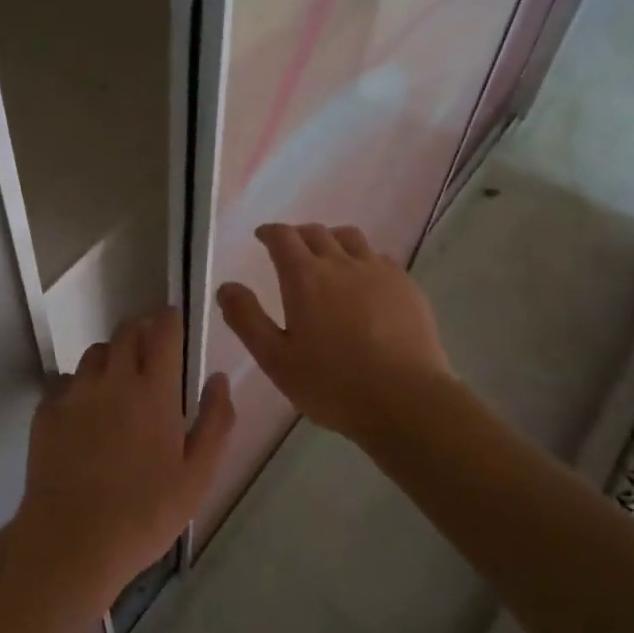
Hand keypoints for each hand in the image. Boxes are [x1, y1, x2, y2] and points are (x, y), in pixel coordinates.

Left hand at [13, 307, 234, 606]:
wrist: (72, 540)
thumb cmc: (145, 513)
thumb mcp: (197, 476)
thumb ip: (215, 422)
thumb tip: (219, 379)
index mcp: (154, 392)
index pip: (162, 333)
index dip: (168, 319)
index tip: (172, 319)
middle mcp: (113, 380)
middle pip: (125, 333)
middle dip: (140, 331)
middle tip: (149, 351)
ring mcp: (75, 393)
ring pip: (95, 354)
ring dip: (111, 357)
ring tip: (117, 382)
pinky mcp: (46, 411)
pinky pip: (65, 382)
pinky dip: (79, 386)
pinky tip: (83, 413)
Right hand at [216, 223, 449, 447]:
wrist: (406, 400)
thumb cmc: (332, 384)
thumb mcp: (275, 359)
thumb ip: (247, 319)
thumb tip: (227, 287)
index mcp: (305, 277)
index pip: (283, 237)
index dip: (269, 232)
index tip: (262, 236)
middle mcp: (341, 263)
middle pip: (316, 232)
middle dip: (298, 235)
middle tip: (290, 249)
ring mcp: (378, 272)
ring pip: (351, 238)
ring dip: (332, 240)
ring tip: (328, 257)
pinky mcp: (407, 287)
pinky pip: (380, 258)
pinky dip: (363, 260)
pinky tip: (364, 281)